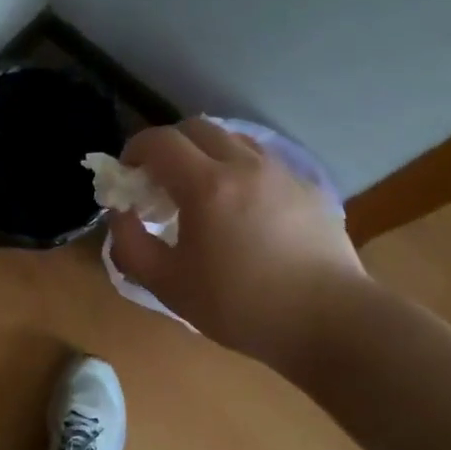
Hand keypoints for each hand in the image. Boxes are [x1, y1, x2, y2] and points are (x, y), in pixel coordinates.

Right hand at [109, 119, 367, 373]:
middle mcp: (243, 165)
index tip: (127, 175)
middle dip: (168, 146)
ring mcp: (280, 172)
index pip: (159, 142)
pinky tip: (241, 206)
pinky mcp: (306, 186)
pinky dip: (238, 167)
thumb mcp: (168, 285)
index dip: (134, 150)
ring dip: (205, 152)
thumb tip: (120, 213)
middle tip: (159, 181)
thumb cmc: (241, 306)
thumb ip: (130, 245)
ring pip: (232, 138)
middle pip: (195, 127)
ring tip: (200, 190)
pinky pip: (262, 160)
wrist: (330, 322)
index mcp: (206, 186)